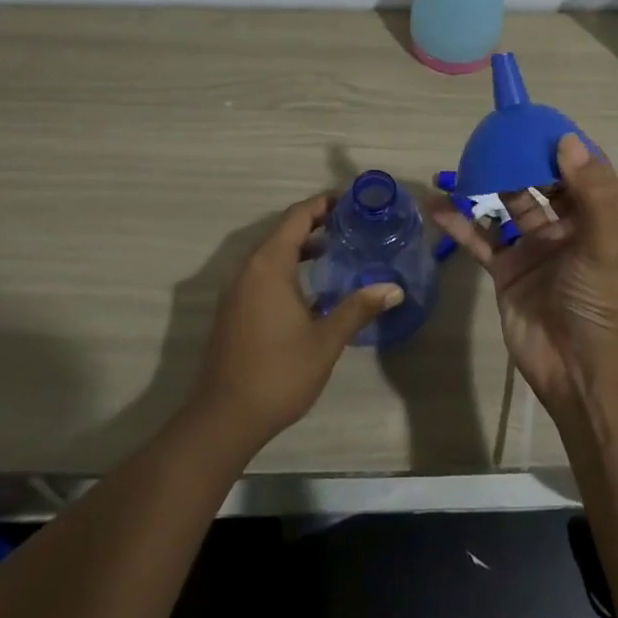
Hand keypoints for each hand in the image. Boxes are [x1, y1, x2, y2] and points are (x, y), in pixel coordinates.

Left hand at [191, 194, 399, 448]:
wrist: (224, 418)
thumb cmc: (278, 373)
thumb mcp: (325, 340)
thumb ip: (358, 308)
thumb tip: (394, 289)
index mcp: (269, 265)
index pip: (298, 217)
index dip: (324, 203)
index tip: (352, 199)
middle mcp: (248, 268)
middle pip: (284, 230)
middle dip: (317, 222)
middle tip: (353, 223)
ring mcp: (236, 289)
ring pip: (272, 252)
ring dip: (302, 246)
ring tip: (338, 249)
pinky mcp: (233, 308)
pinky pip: (263, 271)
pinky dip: (288, 266)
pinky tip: (312, 285)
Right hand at [429, 134, 617, 417]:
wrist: (581, 373)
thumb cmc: (600, 302)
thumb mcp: (607, 241)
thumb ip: (592, 189)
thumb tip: (565, 138)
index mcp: (597, 216)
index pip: (578, 167)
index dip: (558, 142)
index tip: (530, 119)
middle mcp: (566, 227)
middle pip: (539, 181)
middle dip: (518, 158)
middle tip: (489, 135)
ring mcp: (533, 248)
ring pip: (506, 205)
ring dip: (485, 184)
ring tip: (461, 162)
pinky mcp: (507, 272)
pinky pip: (480, 239)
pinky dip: (459, 223)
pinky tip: (436, 207)